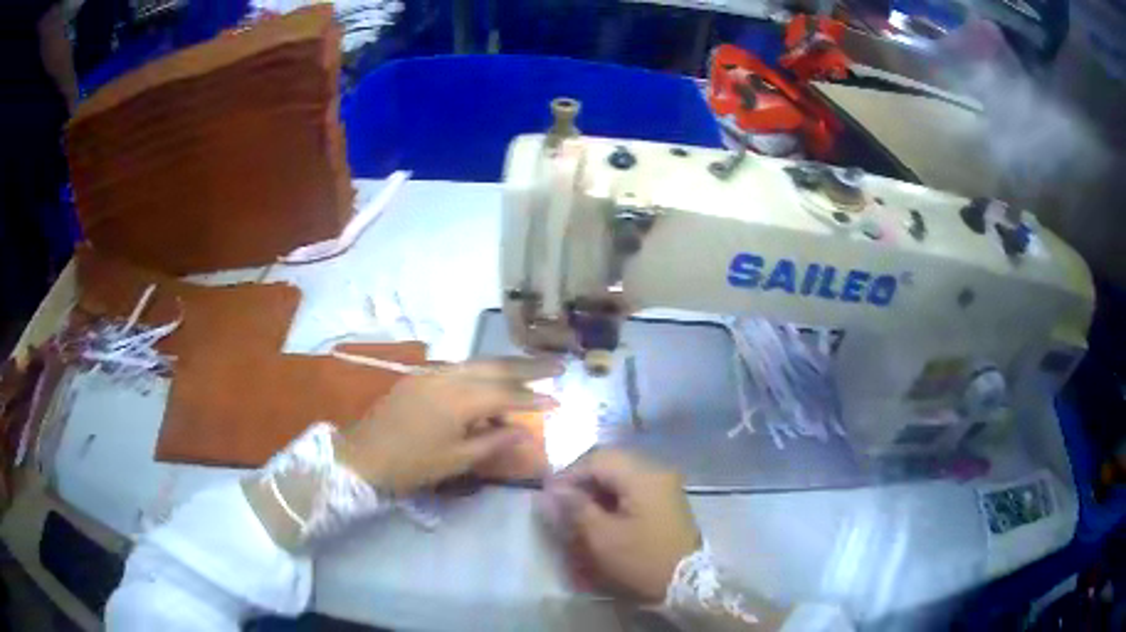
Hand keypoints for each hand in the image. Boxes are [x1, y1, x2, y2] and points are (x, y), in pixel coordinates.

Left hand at [337, 357, 562, 494]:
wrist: (362, 455)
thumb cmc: (411, 464)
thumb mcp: (456, 460)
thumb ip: (494, 442)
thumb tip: (526, 433)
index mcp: (460, 398)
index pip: (507, 393)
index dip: (534, 398)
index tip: (560, 400)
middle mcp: (449, 376)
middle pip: (496, 366)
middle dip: (528, 366)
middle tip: (557, 365)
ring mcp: (432, 373)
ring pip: (477, 363)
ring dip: (506, 366)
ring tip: (531, 370)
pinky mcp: (420, 377)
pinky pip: (460, 368)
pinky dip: (482, 371)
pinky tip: (491, 379)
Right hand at [541, 450, 700, 603]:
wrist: (687, 583)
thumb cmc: (642, 559)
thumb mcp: (602, 537)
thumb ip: (576, 508)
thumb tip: (552, 490)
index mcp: (643, 475)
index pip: (597, 459)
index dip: (569, 473)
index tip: (548, 494)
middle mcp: (657, 471)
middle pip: (612, 461)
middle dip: (583, 477)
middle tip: (562, 500)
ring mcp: (665, 484)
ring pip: (623, 472)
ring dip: (598, 485)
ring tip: (579, 507)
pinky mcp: (667, 498)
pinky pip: (635, 485)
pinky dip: (614, 493)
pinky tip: (602, 512)